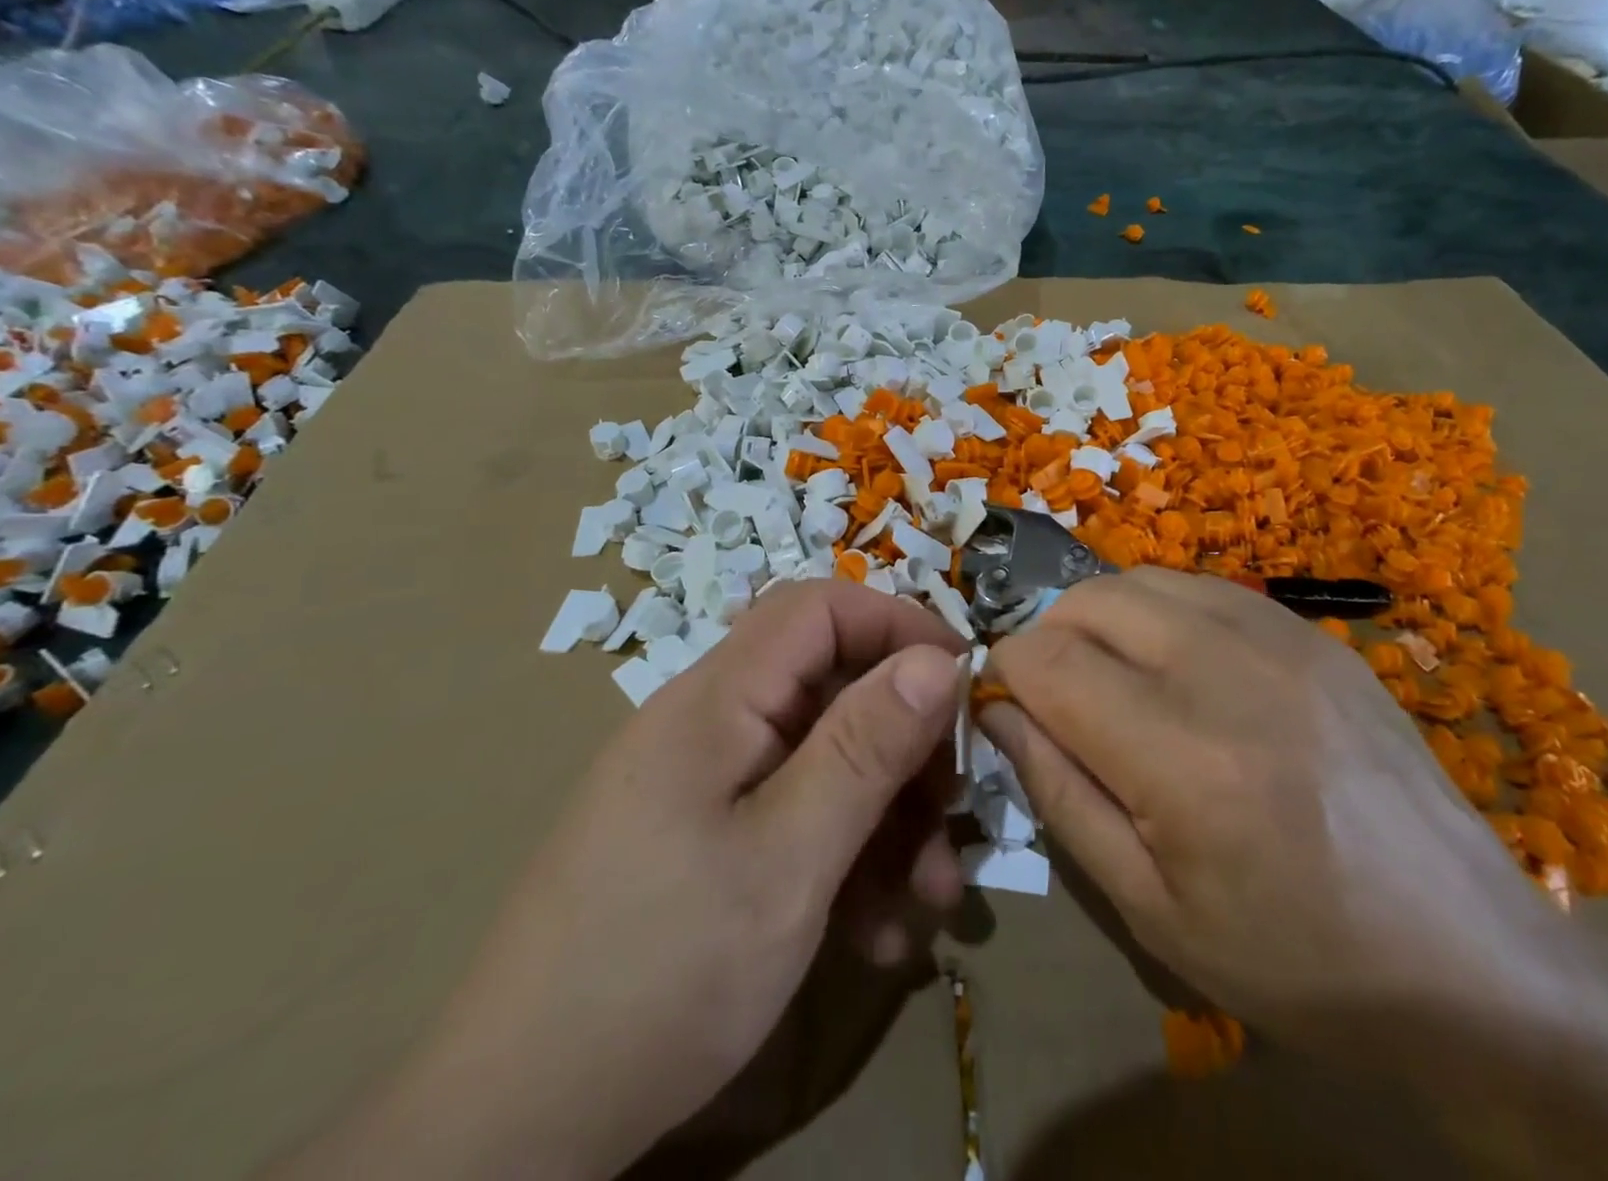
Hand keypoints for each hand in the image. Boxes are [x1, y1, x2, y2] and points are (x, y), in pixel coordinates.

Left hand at [274, 579, 967, 1180]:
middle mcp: (712, 725)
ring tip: (931, 898)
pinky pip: (798, 816)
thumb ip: (866, 748)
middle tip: (954, 811)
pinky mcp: (708, 840)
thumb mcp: (788, 859)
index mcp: (717, 699)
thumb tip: (939, 660)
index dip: (897, 626)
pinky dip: (848, 858)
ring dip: (888, 816)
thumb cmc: (661, 971)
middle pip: (831, 688)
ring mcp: (708, 785)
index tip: (963, 682)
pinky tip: (877, 933)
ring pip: (825, 759)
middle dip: (905, 743)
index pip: (818, 608)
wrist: (517, 1127)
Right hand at [978, 567, 1557, 1029]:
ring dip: (1101, 619)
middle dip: (1047, 637)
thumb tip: (999, 715)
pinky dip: (1161, 613)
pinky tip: (1177, 667)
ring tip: (1111, 678)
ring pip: (1142, 579)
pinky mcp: (1315, 634)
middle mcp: (1225, 669)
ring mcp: (1280, 638)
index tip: (1003, 706)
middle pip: (1087, 600)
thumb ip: (1059, 796)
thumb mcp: (1151, 909)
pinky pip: (1204, 589)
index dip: (1003, 674)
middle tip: (1055, 696)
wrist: (1473, 962)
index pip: (1044, 661)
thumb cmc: (1296, 960)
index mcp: (1179, 756)